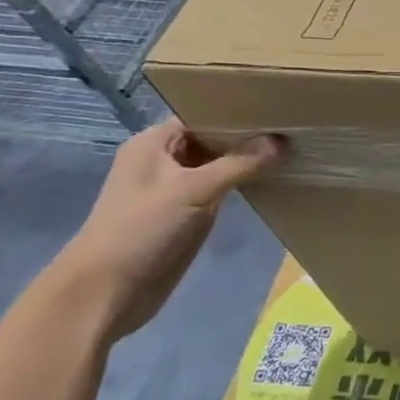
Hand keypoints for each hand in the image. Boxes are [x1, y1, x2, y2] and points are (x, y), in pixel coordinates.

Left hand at [58, 121, 284, 341]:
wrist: (106, 293)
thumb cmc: (141, 230)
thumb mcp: (193, 190)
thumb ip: (239, 164)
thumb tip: (282, 140)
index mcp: (153, 144)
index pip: (201, 114)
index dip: (236, 110)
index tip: (277, 106)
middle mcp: (163, 160)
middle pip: (212, 138)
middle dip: (248, 134)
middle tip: (293, 124)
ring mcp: (176, 188)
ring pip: (219, 164)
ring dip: (248, 159)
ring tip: (293, 145)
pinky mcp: (187, 214)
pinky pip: (221, 188)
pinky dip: (243, 182)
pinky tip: (274, 176)